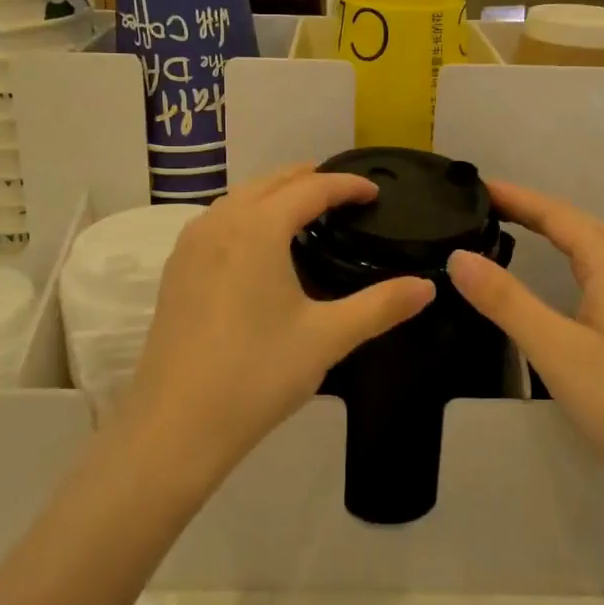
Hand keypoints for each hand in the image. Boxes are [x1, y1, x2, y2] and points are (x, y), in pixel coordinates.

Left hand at [123, 163, 435, 490]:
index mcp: (258, 227)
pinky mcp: (175, 271)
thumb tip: (428, 287)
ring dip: (273, 194)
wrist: (175, 425)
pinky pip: (217, 222)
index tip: (374, 191)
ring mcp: (190, 245)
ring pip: (238, 199)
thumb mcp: (327, 338)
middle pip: (269, 183)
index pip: (310, 188)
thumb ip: (381, 306)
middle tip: (343, 191)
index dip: (346, 185)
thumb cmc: (257, 374)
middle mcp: (220, 222)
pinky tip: (258, 245)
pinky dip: (245, 215)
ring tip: (303, 209)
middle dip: (308, 179)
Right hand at [446, 180, 603, 505]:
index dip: (518, 198)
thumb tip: (458, 256)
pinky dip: (570, 257)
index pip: (559, 216)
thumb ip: (507, 301)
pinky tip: (559, 278)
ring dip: (556, 229)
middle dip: (535, 208)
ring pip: (594, 247)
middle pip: (580, 224)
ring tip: (516, 228)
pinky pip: (600, 271)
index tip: (477, 187)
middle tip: (489, 206)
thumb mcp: (556, 351)